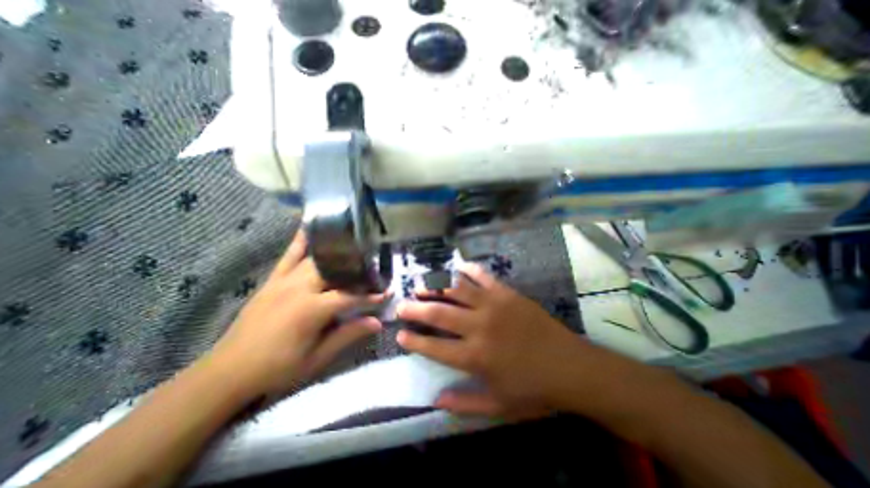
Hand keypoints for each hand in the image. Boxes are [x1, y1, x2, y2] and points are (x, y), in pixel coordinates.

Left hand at [206, 231, 382, 397]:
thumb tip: (378, 322)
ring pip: (318, 260)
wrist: (228, 372)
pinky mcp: (273, 279)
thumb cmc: (277, 368)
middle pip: (336, 271)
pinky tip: (311, 227)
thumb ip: (348, 335)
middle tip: (373, 274)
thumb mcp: (317, 358)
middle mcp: (299, 287)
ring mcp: (284, 280)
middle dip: (358, 271)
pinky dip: (301, 240)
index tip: (388, 292)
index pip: (350, 296)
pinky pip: (290, 255)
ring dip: (338, 256)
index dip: (371, 295)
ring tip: (356, 252)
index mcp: (311, 309)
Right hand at [396, 263, 587, 418]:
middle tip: (401, 305)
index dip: (414, 341)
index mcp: (476, 356)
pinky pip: (483, 276)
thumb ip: (465, 403)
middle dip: (415, 309)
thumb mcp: (499, 405)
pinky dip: (468, 270)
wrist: (572, 367)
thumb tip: (436, 400)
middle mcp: (480, 326)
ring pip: (456, 290)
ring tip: (420, 284)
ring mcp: (494, 305)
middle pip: (439, 314)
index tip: (400, 334)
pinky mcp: (507, 293)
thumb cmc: (535, 390)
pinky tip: (457, 267)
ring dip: (435, 286)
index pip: (434, 348)